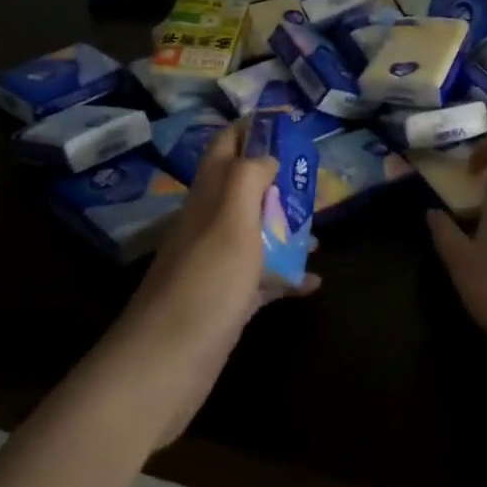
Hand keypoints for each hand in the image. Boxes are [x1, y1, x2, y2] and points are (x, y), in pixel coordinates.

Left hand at [109, 124, 319, 444]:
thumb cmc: (204, 284)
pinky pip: (261, 276)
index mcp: (208, 197)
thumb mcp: (231, 221)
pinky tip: (312, 281)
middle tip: (314, 177)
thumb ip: (248, 178)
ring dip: (286, 225)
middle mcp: (209, 223)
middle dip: (278, 177)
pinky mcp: (226, 300)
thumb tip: (266, 152)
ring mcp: (216, 263)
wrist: (165, 366)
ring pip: (256, 230)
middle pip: (245, 186)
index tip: (289, 120)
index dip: (253, 127)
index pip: (226, 145)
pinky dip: (286, 274)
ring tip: (321, 229)